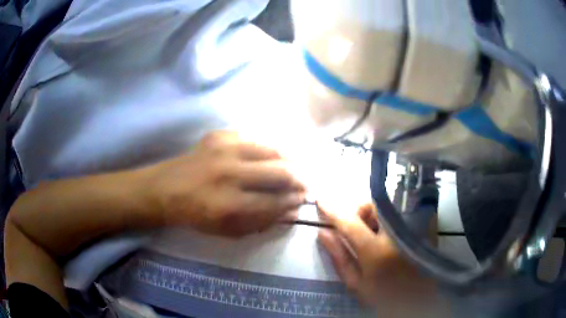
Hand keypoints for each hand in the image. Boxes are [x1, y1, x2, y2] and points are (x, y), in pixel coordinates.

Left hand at [149, 131, 305, 236]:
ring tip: (295, 167)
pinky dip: (268, 148)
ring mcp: (224, 149)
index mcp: (228, 204)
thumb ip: (262, 221)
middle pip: (279, 171)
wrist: (167, 188)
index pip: (275, 201)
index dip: (294, 201)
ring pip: (272, 149)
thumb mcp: (229, 231)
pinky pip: (255, 138)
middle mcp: (228, 173)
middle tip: (305, 183)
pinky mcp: (219, 135)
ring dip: (290, 160)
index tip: (303, 200)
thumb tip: (291, 210)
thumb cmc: (197, 214)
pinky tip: (272, 156)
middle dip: (300, 179)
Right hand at [318, 201, 446, 316]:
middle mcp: (396, 233)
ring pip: (387, 204)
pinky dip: (388, 215)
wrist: (420, 301)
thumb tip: (323, 233)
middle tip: (353, 225)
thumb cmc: (386, 297)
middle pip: (372, 205)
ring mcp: (413, 227)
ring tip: (371, 232)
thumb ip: (340, 258)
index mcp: (376, 251)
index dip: (333, 210)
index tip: (321, 200)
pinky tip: (387, 232)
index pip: (350, 222)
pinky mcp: (424, 225)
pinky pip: (402, 209)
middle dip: (357, 210)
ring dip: (373, 212)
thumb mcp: (358, 284)